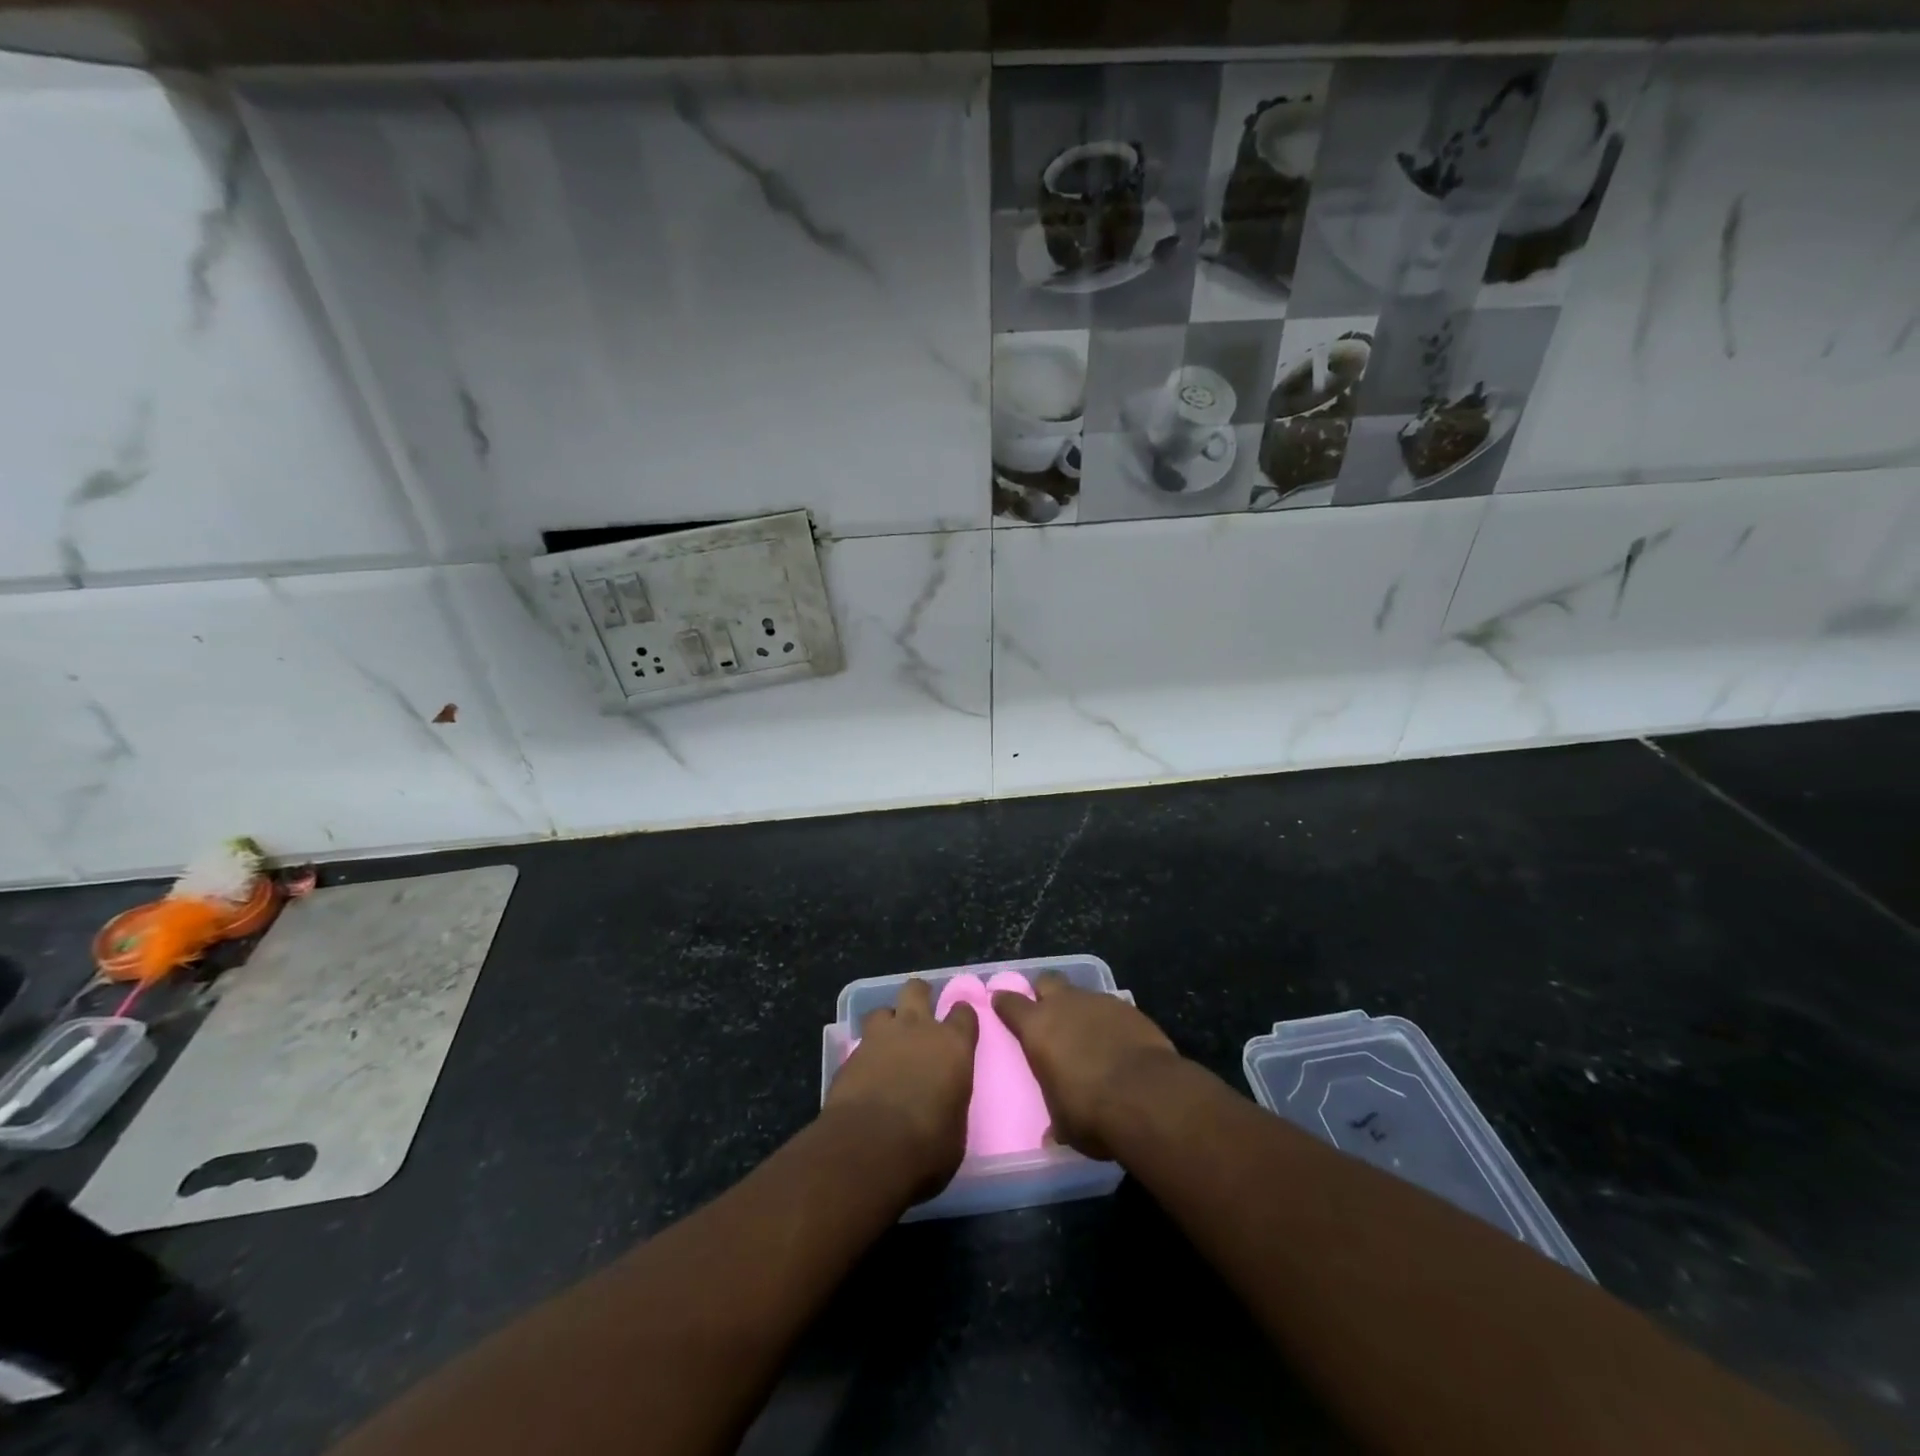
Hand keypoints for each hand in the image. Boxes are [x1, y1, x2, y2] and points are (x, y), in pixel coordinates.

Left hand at [824, 978, 977, 1198]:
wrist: (867, 1150)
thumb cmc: (926, 1147)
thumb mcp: (955, 1130)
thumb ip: (951, 1102)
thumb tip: (943, 1103)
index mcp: (953, 1046)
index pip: (964, 1014)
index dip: (962, 1016)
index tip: (961, 1024)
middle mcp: (917, 1030)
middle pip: (916, 990)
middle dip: (919, 995)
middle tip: (920, 1011)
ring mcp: (879, 1038)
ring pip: (882, 1010)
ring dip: (887, 1022)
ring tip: (888, 1042)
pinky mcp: (849, 1055)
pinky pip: (860, 1042)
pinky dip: (865, 1052)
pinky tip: (865, 1070)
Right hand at [992, 972, 1178, 1159]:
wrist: (1148, 1097)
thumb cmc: (1091, 1112)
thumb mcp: (1064, 1124)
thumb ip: (1055, 1120)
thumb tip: (1052, 1136)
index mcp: (1037, 1028)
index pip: (1010, 1002)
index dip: (1005, 1002)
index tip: (1001, 1003)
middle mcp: (1065, 1005)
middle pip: (1047, 981)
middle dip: (1045, 993)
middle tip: (1047, 1013)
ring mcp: (1100, 1002)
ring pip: (1082, 994)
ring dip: (1080, 1010)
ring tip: (1088, 1035)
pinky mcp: (1131, 1009)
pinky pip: (1112, 1009)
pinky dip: (1110, 1022)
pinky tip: (1118, 1043)